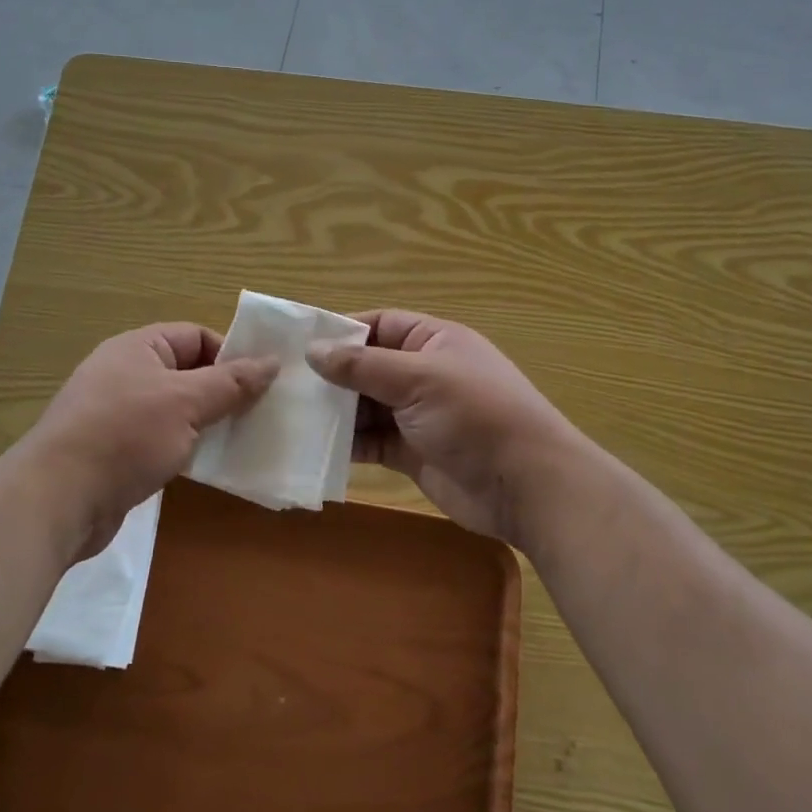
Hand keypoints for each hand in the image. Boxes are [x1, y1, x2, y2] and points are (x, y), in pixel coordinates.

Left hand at [27, 323, 277, 559]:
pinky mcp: (115, 451)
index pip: (196, 336)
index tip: (260, 383)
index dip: (230, 355)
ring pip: (175, 409)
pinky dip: (184, 447)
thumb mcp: (186, 402)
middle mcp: (125, 373)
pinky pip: (160, 439)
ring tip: (240, 441)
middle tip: (258, 414)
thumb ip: (231, 383)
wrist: (58, 498)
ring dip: (205, 423)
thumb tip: (272, 361)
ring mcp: (117, 413)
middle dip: (222, 392)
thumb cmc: (125, 435)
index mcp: (138, 347)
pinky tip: (206, 466)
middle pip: (187, 373)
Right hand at [308, 311, 581, 547]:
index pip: (379, 325)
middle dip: (332, 376)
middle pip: (368, 367)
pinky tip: (316, 447)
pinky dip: (348, 444)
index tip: (299, 345)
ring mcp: (419, 415)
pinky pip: (372, 442)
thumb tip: (313, 350)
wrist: (527, 486)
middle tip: (285, 384)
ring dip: (336, 412)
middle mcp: (424, 374)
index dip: (341, 332)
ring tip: (292, 416)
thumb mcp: (419, 379)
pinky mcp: (413, 453)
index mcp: (433, 341)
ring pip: (367, 406)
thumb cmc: (476, 415)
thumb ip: (363, 366)